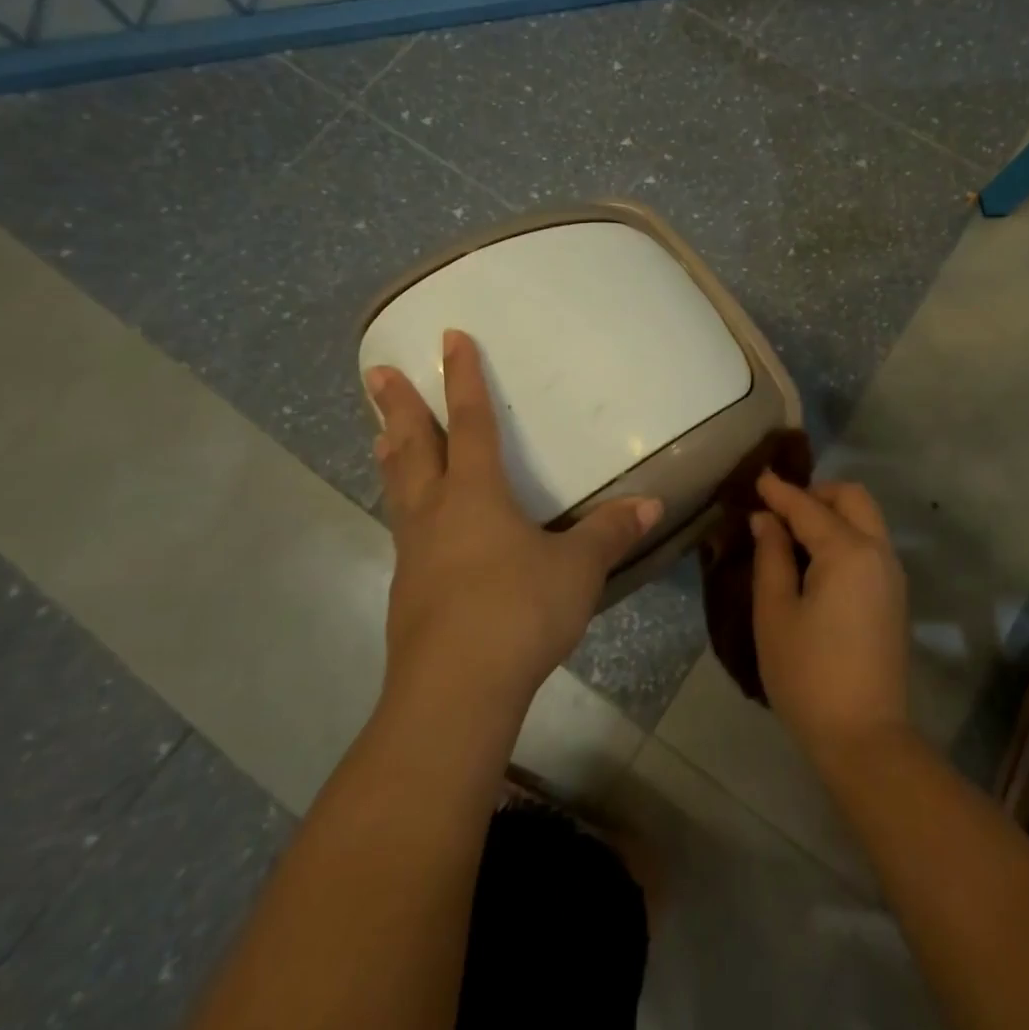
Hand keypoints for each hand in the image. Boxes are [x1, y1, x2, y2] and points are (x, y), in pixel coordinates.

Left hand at [366, 329, 661, 714]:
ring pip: (399, 488)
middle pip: (413, 447)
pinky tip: (414, 524)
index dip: (461, 378)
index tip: (448, 337)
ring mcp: (415, 553)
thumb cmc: (517, 612)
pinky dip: (403, 507)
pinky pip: (404, 530)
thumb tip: (652, 503)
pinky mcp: (407, 591)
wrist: (454, 692)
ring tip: (378, 432)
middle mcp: (437, 512)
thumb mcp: (577, 569)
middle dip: (397, 406)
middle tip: (376, 371)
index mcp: (476, 494)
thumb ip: (611, 533)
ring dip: (391, 454)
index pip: (469, 422)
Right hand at [750, 471, 908, 763]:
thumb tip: (766, 520)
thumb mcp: (775, 613)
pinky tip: (816, 558)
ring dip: (832, 513)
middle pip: (851, 498)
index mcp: (848, 551)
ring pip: (866, 519)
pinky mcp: (894, 596)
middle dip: (815, 493)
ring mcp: (892, 574)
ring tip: (793, 532)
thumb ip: (771, 557)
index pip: (808, 507)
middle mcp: (878, 552)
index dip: (779, 491)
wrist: (865, 738)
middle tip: (779, 509)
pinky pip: (870, 544)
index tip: (756, 478)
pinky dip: (845, 534)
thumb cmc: (808, 675)